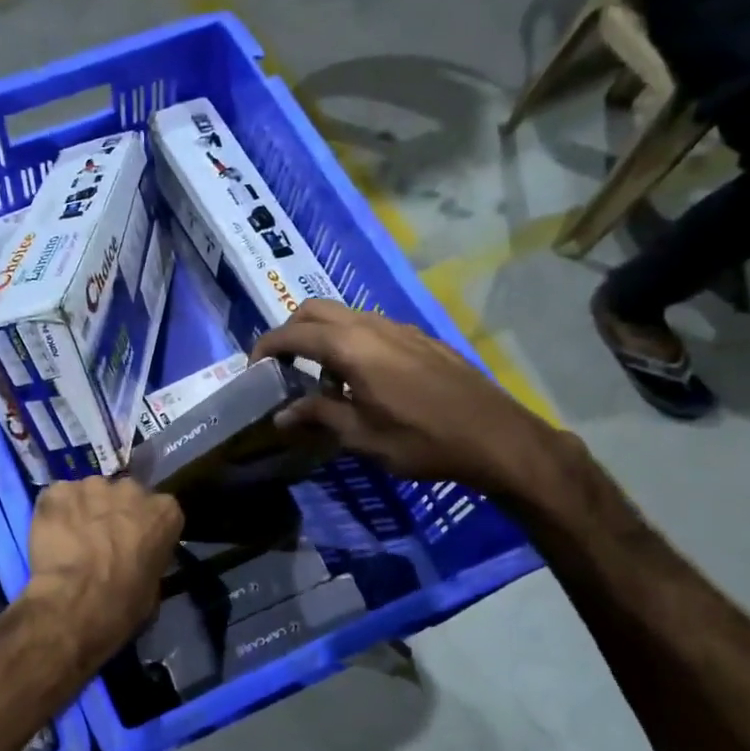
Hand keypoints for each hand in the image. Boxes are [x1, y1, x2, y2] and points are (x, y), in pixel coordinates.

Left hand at [22, 477, 182, 667]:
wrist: (76, 603)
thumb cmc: (123, 603)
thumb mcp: (153, 587)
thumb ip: (148, 559)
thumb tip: (136, 560)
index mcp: (165, 511)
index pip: (159, 511)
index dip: (144, 527)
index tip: (135, 544)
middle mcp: (131, 489)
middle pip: (124, 495)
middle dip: (114, 512)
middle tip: (102, 540)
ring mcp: (92, 485)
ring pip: (88, 493)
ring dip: (83, 511)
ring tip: (71, 538)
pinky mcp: (58, 491)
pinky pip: (57, 498)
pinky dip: (54, 513)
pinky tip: (50, 535)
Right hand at [252, 300, 571, 501]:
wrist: (496, 437)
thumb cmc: (422, 440)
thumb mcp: (362, 436)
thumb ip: (318, 416)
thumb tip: (282, 415)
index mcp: (351, 347)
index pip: (293, 334)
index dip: (266, 347)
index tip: (253, 369)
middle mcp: (372, 326)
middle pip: (316, 310)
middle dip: (290, 331)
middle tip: (281, 366)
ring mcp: (399, 328)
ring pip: (345, 316)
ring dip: (322, 337)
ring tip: (321, 382)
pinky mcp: (420, 338)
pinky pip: (371, 328)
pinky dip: (350, 343)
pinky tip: (361, 382)